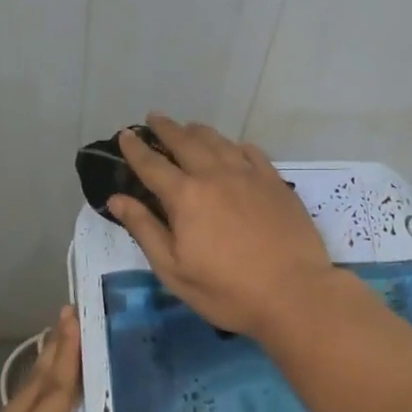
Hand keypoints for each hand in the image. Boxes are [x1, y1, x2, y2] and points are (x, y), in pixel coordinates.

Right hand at [109, 114, 335, 337]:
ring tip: (188, 126)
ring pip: (219, 141)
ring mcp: (249, 175)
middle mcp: (215, 175)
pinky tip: (233, 147)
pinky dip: (235, 145)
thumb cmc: (227, 290)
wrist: (294, 294)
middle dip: (166, 129)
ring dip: (198, 131)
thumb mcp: (174, 270)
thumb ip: (144, 230)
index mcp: (186, 196)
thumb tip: (116, 199)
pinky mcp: (275, 183)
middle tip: (154, 118)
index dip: (135, 149)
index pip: (152, 165)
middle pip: (186, 142)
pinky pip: (251, 152)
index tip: (124, 135)